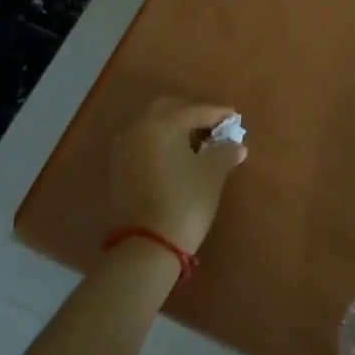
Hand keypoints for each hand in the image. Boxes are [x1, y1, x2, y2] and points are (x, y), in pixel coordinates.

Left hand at [109, 98, 246, 255]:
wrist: (146, 246)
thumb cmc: (185, 202)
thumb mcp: (212, 175)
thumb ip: (225, 153)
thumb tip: (236, 144)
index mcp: (162, 124)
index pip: (195, 110)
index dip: (217, 113)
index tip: (234, 117)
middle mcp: (138, 129)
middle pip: (167, 109)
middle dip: (190, 113)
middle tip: (212, 126)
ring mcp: (124, 148)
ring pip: (151, 125)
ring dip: (173, 127)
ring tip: (196, 141)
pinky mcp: (118, 168)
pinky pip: (142, 142)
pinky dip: (160, 142)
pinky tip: (176, 156)